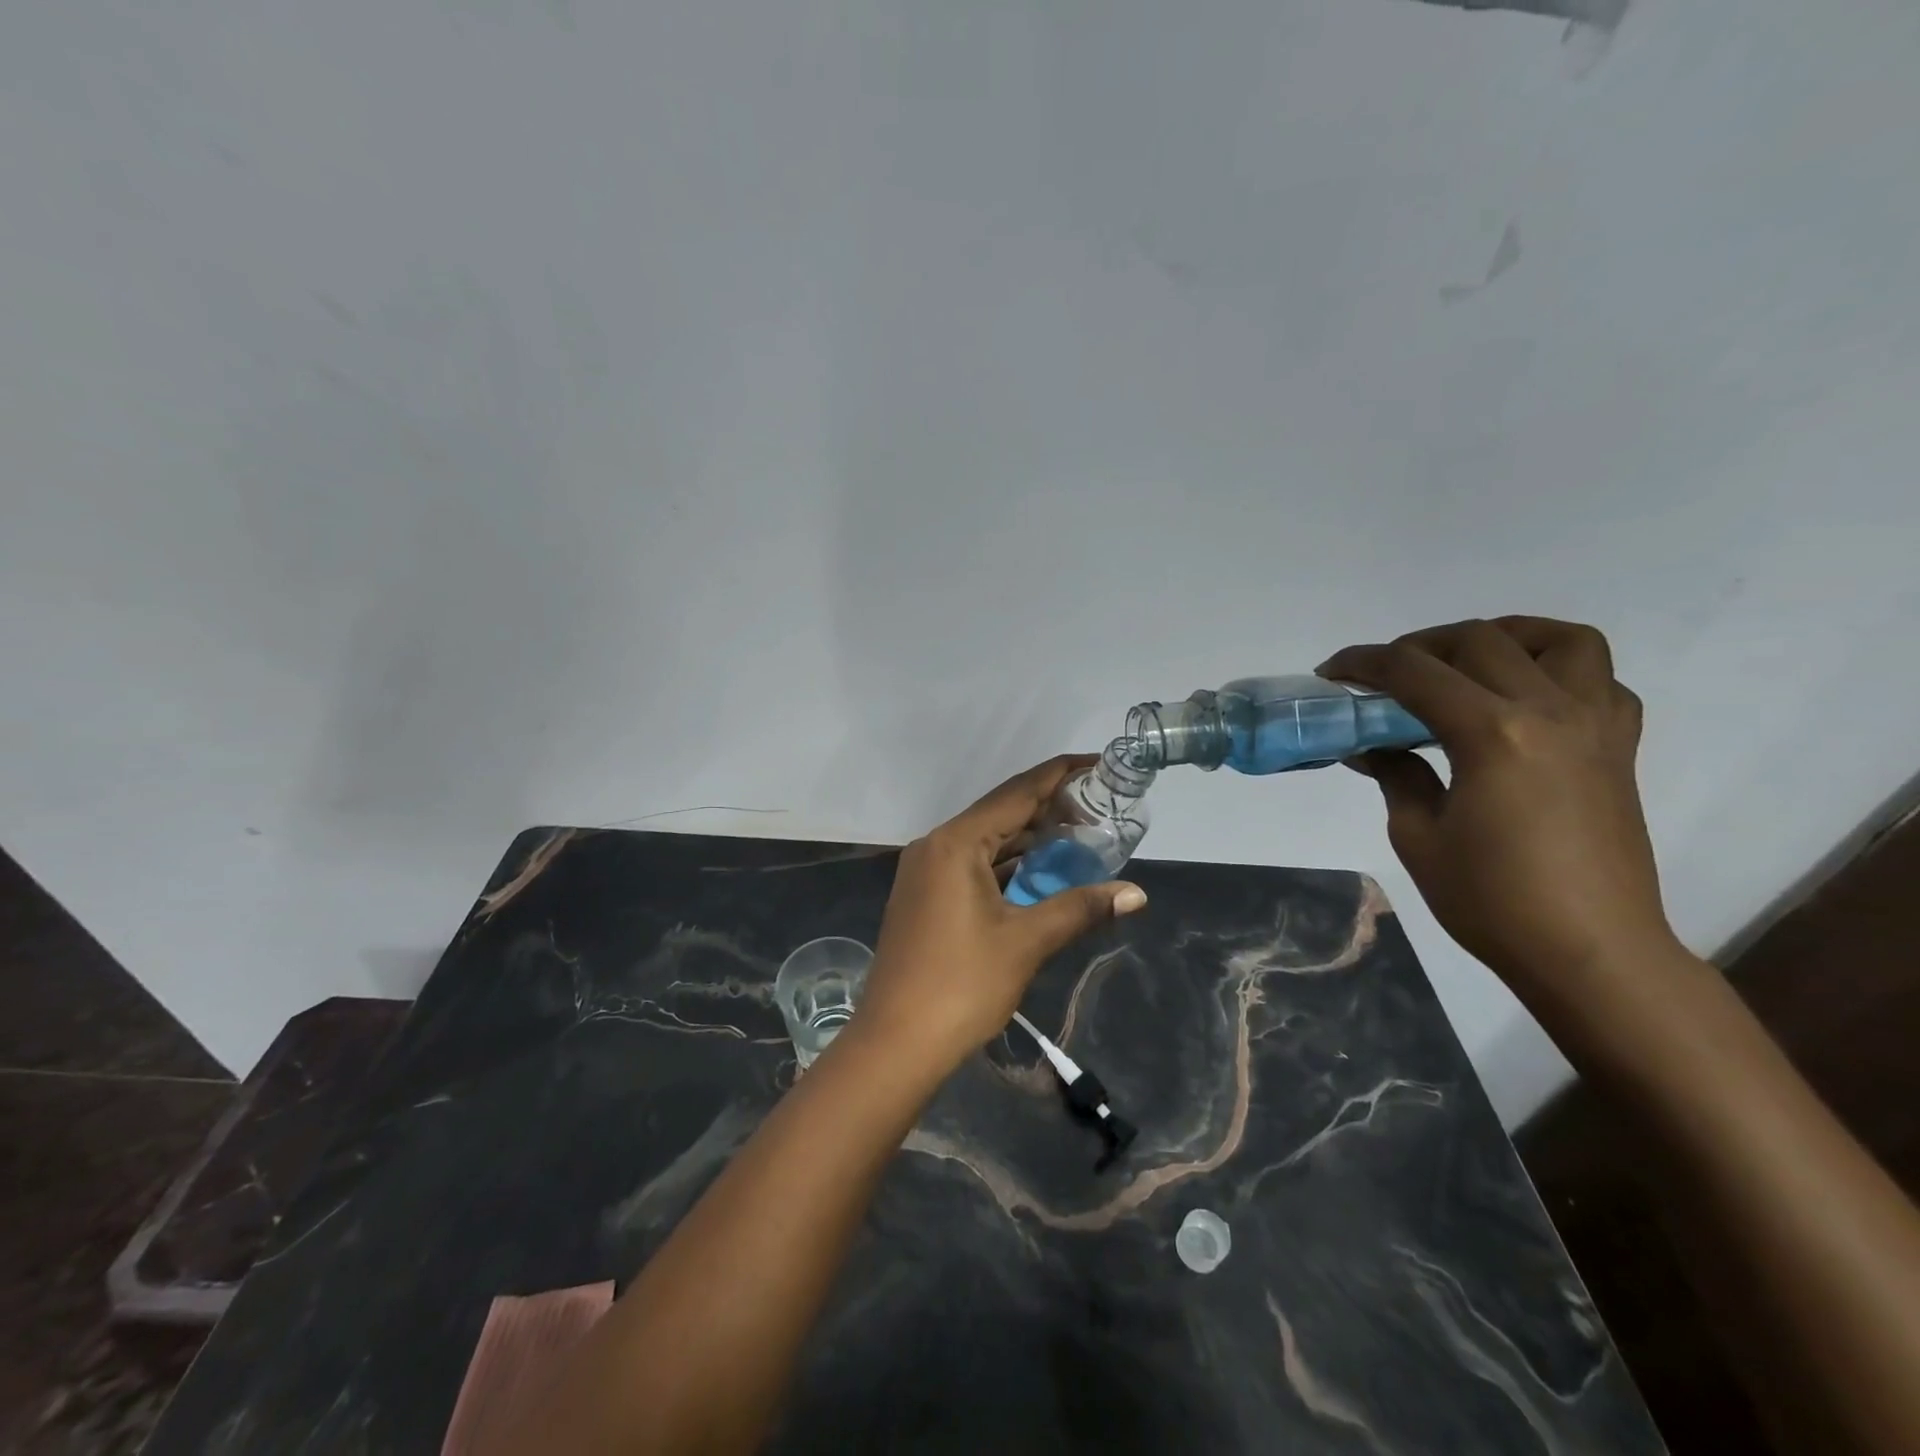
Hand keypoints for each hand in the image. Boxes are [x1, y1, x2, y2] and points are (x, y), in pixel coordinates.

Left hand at [850, 755, 1147, 1072]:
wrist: (895, 1043)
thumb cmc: (961, 985)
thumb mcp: (1026, 942)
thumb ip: (1080, 908)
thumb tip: (1136, 893)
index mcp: (956, 843)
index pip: (1016, 793)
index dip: (1059, 774)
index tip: (1098, 762)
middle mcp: (936, 845)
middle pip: (1000, 812)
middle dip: (1049, 807)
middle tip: (1099, 805)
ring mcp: (926, 872)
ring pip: (986, 841)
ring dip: (1029, 838)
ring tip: (1079, 833)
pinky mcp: (925, 897)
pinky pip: (973, 864)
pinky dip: (1008, 864)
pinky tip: (1039, 870)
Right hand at [1319, 617, 1678, 1004]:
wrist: (1590, 951)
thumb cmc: (1491, 900)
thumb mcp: (1417, 836)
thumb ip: (1396, 775)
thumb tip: (1373, 746)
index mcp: (1493, 734)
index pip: (1416, 673)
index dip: (1365, 663)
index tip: (1332, 671)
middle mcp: (1550, 712)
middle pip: (1480, 641)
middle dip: (1419, 646)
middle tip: (1385, 675)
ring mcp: (1595, 726)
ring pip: (1561, 641)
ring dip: (1505, 637)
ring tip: (1467, 663)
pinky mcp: (1619, 748)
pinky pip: (1600, 681)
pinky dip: (1559, 670)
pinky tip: (1525, 698)